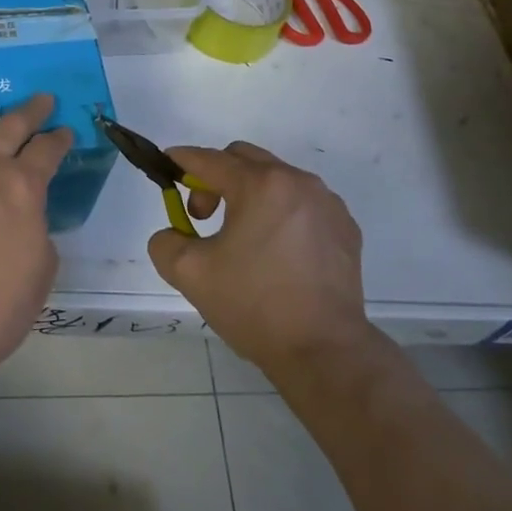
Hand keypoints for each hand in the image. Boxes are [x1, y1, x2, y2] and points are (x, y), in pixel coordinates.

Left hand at [0, 84, 69, 374]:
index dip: (60, 140)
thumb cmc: (1, 303)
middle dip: (30, 110)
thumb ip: (36, 226)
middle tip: (41, 99)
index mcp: (22, 184)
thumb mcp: (43, 264)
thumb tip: (23, 215)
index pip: (48, 150)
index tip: (65, 134)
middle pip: (10, 126)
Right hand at [147, 142, 374, 376]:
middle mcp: (297, 181)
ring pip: (276, 180)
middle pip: (245, 160)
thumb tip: (174, 233)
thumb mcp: (190, 274)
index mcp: (260, 185)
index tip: (166, 164)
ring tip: (241, 238)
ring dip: (250, 195)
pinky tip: (276, 252)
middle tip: (203, 216)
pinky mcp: (345, 228)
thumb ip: (166, 242)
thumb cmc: (255, 305)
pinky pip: (303, 204)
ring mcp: (327, 203)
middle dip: (216, 178)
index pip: (210, 159)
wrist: (324, 351)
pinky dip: (281, 213)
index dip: (183, 159)